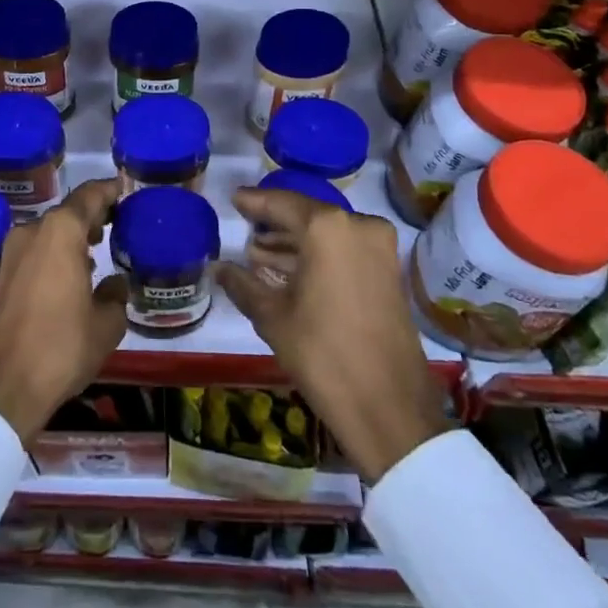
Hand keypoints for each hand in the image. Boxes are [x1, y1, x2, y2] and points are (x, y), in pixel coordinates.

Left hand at [0, 178, 128, 443]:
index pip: (89, 195)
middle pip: (68, 212)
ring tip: (98, 247)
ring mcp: (12, 253)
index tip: (125, 192)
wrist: (6, 386)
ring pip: (50, 231)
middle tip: (117, 223)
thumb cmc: (63, 346)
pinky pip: (36, 250)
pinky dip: (56, 252)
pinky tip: (73, 273)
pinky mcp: (2, 275)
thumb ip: (115, 295)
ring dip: (72, 235)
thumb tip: (115, 283)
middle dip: (92, 215)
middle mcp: (33, 231)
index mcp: (60, 231)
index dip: (109, 191)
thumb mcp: (106, 324)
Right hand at [218, 189, 449, 482]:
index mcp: (327, 228)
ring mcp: (379, 248)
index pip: (281, 203)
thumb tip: (218, 268)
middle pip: (307, 215)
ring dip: (295, 243)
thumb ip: (243, 284)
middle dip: (275, 223)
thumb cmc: (323, 354)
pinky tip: (288, 270)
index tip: (234, 199)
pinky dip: (317, 256)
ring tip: (258, 253)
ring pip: (327, 234)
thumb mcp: (273, 317)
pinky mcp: (389, 272)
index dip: (254, 202)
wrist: (389, 409)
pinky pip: (344, 250)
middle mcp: (359, 226)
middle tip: (245, 226)